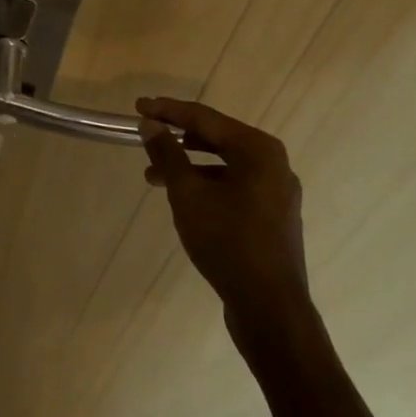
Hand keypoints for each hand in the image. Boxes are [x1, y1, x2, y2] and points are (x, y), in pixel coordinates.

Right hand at [136, 98, 308, 332]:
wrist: (271, 309)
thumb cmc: (228, 242)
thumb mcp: (188, 194)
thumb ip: (168, 154)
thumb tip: (150, 124)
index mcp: (258, 150)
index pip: (205, 118)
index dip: (168, 111)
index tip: (138, 107)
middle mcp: (274, 163)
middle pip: (217, 137)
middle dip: (178, 136)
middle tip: (146, 132)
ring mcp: (277, 191)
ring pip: (224, 163)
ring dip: (188, 163)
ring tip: (153, 174)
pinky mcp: (273, 216)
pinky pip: (234, 185)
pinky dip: (206, 183)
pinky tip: (183, 197)